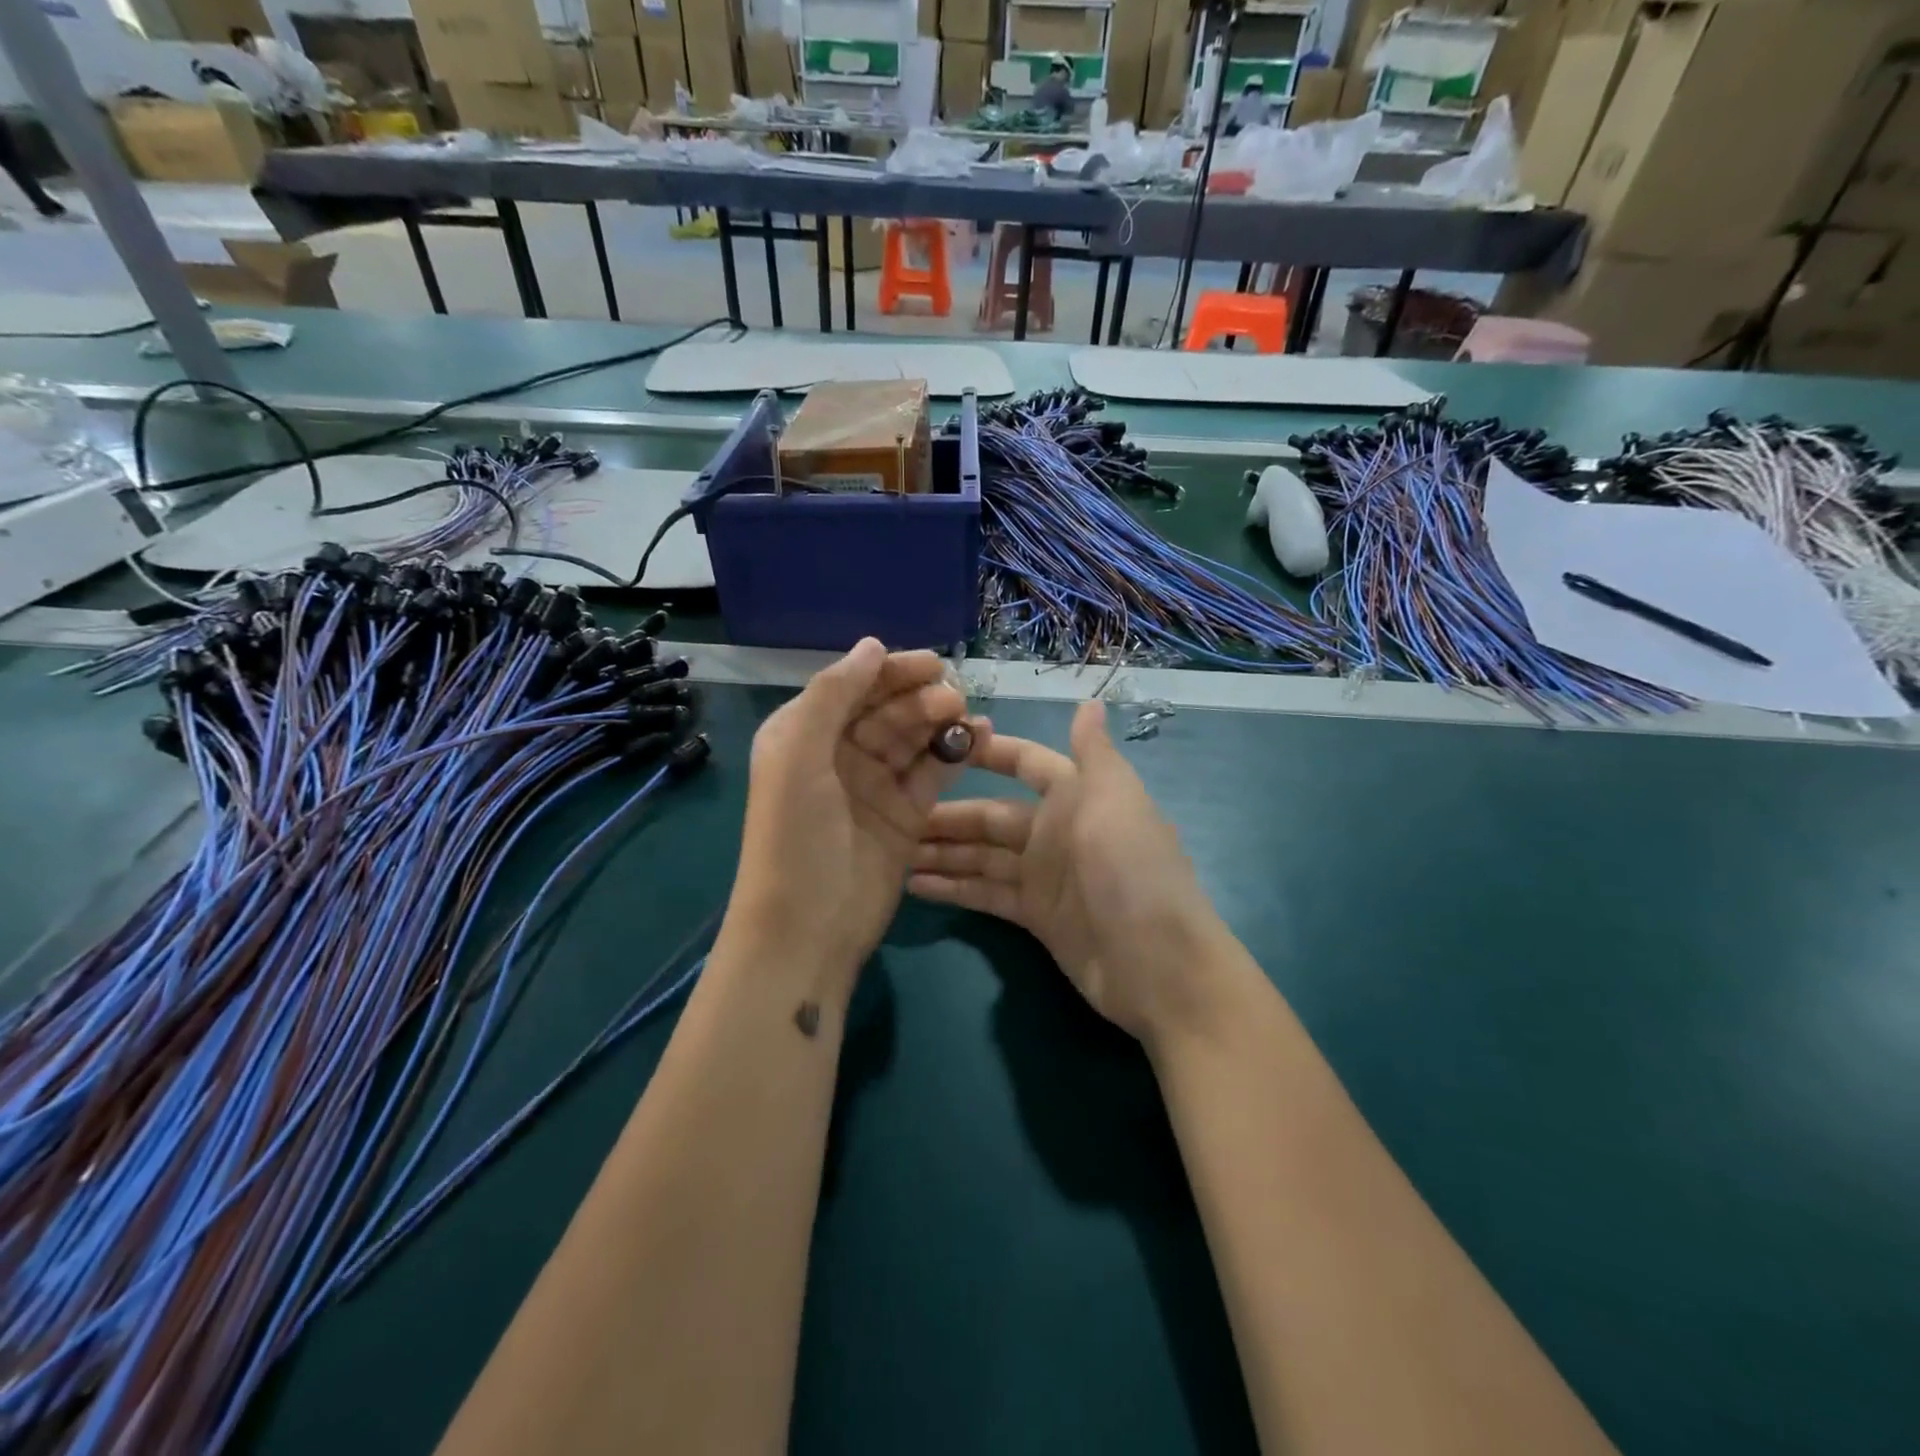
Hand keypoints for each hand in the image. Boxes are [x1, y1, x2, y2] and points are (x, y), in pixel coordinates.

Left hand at [725, 639, 988, 1005]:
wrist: (807, 928)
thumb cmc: (794, 835)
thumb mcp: (798, 755)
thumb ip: (832, 695)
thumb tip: (872, 645)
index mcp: (805, 734)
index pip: (853, 687)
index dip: (890, 671)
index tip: (931, 663)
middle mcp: (840, 754)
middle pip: (888, 709)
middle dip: (919, 697)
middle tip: (952, 697)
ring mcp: (875, 786)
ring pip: (915, 737)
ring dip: (941, 721)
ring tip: (966, 715)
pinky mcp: (906, 815)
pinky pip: (934, 772)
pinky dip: (956, 752)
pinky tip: (979, 737)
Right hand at [908, 699, 1228, 1046]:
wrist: (1159, 967)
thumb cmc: (1132, 871)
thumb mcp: (1115, 802)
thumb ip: (1094, 753)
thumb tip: (1091, 701)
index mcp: (1076, 796)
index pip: (1025, 763)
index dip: (987, 753)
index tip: (938, 744)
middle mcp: (1056, 831)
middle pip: (991, 816)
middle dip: (946, 815)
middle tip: (891, 814)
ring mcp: (1044, 876)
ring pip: (982, 856)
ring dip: (942, 852)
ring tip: (891, 850)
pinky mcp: (1035, 916)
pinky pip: (985, 894)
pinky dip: (954, 889)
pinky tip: (914, 886)